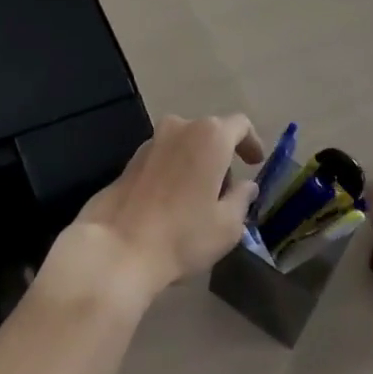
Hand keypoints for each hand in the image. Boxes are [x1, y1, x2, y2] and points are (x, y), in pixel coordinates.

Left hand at [42, 114, 263, 308]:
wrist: (117, 248)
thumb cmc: (182, 235)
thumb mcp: (227, 226)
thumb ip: (242, 199)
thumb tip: (246, 186)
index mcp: (210, 136)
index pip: (240, 125)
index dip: (251, 142)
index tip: (255, 163)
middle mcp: (180, 127)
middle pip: (210, 134)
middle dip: (222, 158)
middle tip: (226, 194)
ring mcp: (151, 141)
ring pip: (185, 145)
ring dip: (196, 164)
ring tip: (198, 202)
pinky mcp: (130, 160)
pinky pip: (164, 157)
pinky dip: (174, 171)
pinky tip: (172, 204)